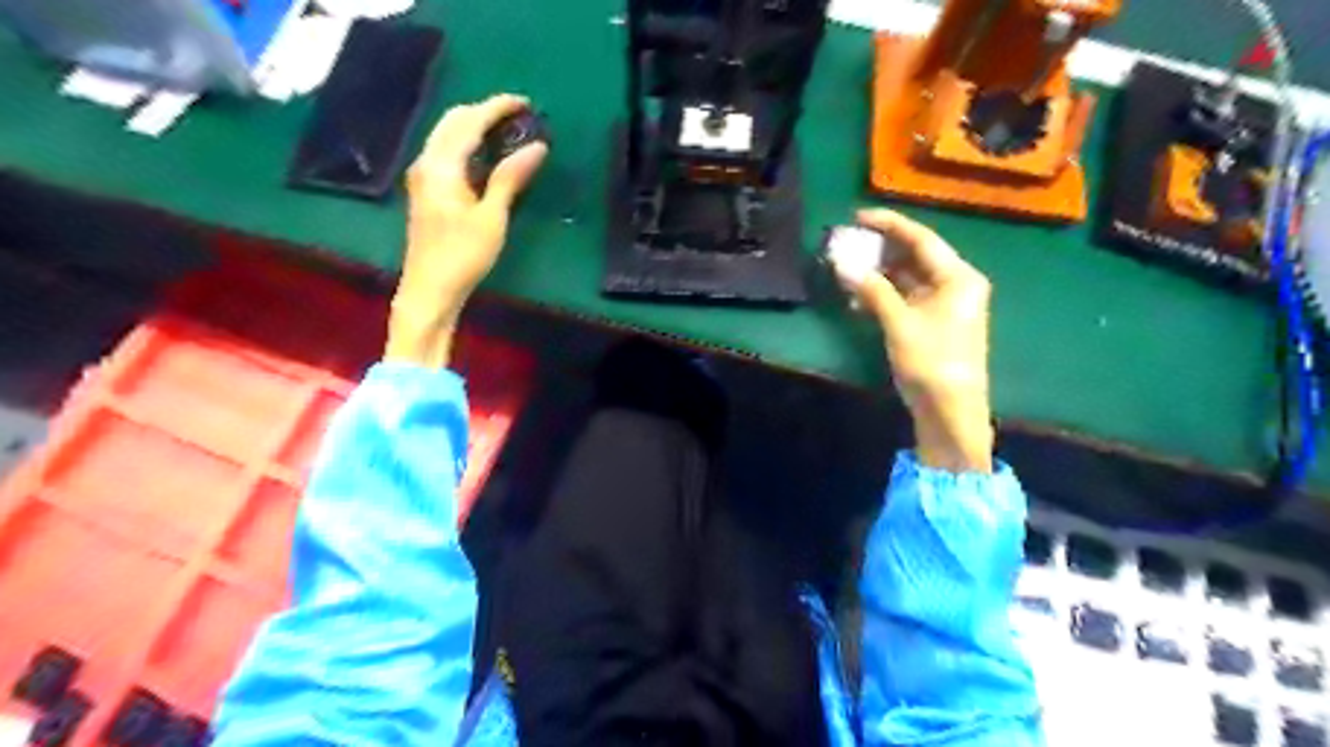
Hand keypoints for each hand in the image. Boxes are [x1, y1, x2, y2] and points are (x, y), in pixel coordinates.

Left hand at [385, 93, 551, 367]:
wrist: (429, 290)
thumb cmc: (463, 256)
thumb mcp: (492, 217)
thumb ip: (511, 178)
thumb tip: (537, 147)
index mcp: (441, 166)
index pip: (470, 122)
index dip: (498, 107)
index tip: (526, 104)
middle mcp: (426, 163)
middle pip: (453, 121)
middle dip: (484, 111)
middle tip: (518, 117)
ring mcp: (422, 177)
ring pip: (447, 135)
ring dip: (474, 126)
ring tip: (507, 132)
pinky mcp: (426, 191)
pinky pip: (446, 152)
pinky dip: (467, 144)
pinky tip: (486, 156)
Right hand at [835, 207, 989, 473]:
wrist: (950, 411)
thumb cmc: (931, 362)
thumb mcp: (899, 323)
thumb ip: (872, 289)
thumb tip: (841, 263)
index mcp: (958, 277)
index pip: (921, 238)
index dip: (889, 224)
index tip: (857, 216)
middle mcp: (954, 284)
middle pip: (914, 256)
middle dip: (879, 250)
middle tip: (846, 244)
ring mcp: (943, 305)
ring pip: (907, 278)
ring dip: (877, 274)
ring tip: (845, 270)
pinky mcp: (931, 323)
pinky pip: (905, 298)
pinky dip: (882, 295)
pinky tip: (857, 300)